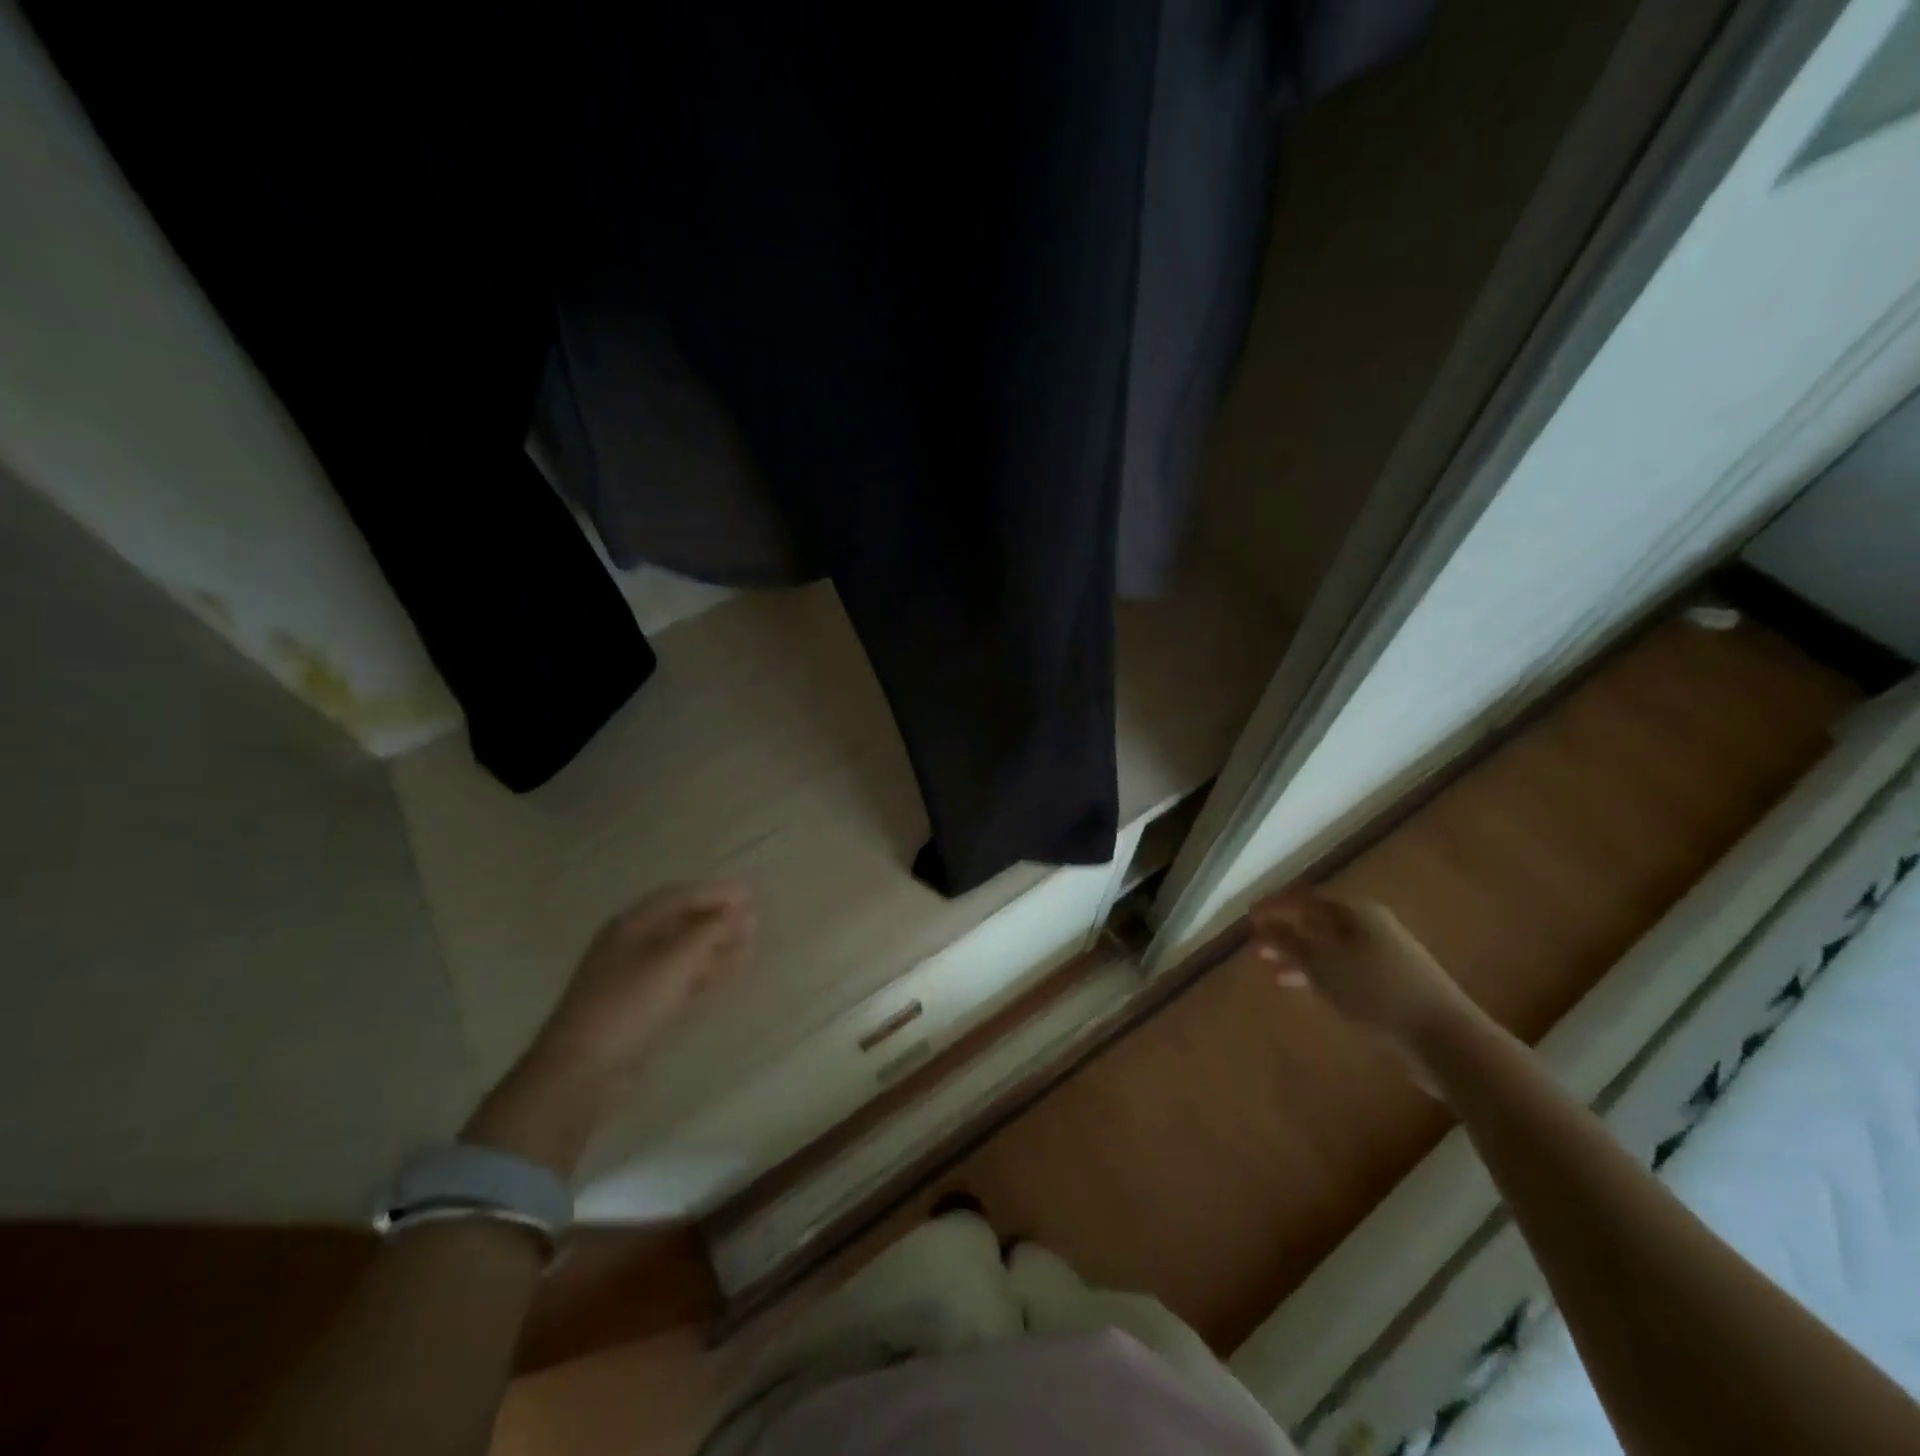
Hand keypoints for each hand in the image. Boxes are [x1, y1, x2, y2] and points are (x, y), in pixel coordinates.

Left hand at [464, 883, 756, 1175]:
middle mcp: (633, 945)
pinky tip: (732, 974)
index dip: (715, 892)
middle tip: (755, 919)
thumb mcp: (674, 960)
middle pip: (682, 923)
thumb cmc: (628, 1003)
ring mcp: (637, 979)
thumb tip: (740, 911)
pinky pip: (684, 980)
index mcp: (632, 925)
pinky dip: (709, 973)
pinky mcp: (644, 1008)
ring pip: (685, 954)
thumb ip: (709, 932)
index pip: (679, 897)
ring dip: (717, 947)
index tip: (750, 894)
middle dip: (718, 919)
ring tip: (752, 945)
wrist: (583, 1070)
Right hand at [1249, 888, 1477, 1084]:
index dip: (1273, 906)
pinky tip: (1308, 988)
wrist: (1446, 1039)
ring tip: (1274, 973)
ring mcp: (1383, 953)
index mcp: (1353, 911)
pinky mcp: (1392, 981)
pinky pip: (1344, 967)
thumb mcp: (1322, 966)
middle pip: (1317, 921)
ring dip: (1300, 955)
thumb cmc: (1376, 992)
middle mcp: (1368, 924)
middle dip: (1284, 932)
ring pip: (1330, 946)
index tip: (1247, 919)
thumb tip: (1263, 928)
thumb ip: (1289, 944)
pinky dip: (1320, 973)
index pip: (1303, 897)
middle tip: (1256, 949)